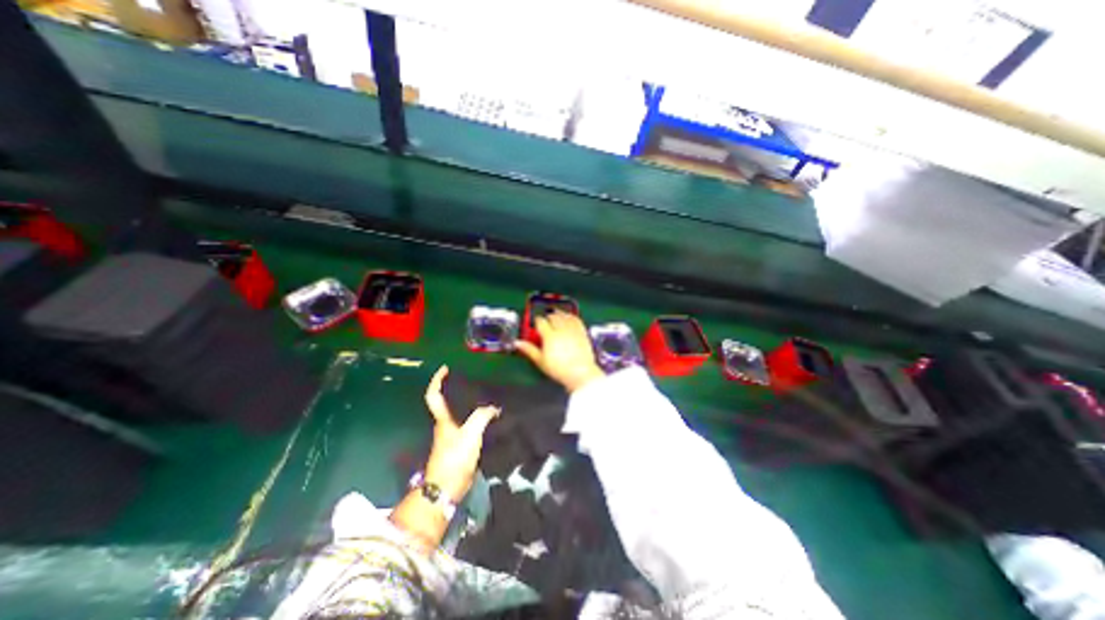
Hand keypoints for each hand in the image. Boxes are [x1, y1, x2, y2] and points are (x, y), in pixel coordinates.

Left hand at [422, 365, 498, 501]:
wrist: (448, 488)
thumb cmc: (455, 458)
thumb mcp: (470, 434)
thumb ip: (482, 417)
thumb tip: (494, 408)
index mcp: (443, 419)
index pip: (434, 395)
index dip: (437, 380)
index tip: (445, 368)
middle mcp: (445, 425)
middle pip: (446, 402)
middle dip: (455, 389)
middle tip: (471, 379)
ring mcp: (451, 436)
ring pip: (459, 414)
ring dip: (468, 404)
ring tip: (484, 395)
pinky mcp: (459, 446)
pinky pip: (468, 425)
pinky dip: (476, 418)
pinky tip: (488, 417)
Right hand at [515, 311, 602, 391]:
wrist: (580, 373)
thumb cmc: (559, 369)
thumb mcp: (541, 361)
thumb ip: (529, 350)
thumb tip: (518, 343)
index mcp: (549, 336)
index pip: (540, 322)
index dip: (537, 321)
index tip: (536, 323)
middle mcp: (561, 329)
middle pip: (553, 316)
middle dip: (548, 317)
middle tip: (545, 320)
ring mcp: (573, 329)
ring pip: (564, 315)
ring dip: (559, 314)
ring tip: (556, 315)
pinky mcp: (582, 332)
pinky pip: (576, 319)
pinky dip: (571, 316)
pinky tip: (569, 317)